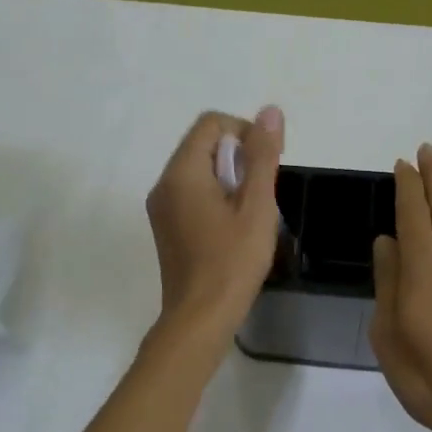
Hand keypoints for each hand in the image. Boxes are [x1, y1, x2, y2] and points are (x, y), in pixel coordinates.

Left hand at [144, 107, 284, 339]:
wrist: (199, 319)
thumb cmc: (232, 261)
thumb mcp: (256, 206)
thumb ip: (263, 155)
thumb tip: (270, 111)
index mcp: (182, 172)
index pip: (211, 123)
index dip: (244, 132)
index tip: (265, 164)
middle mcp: (164, 182)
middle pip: (203, 144)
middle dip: (237, 156)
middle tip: (261, 191)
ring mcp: (161, 206)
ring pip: (198, 168)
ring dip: (228, 176)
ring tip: (250, 211)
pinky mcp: (165, 225)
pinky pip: (191, 191)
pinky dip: (215, 194)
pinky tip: (233, 225)